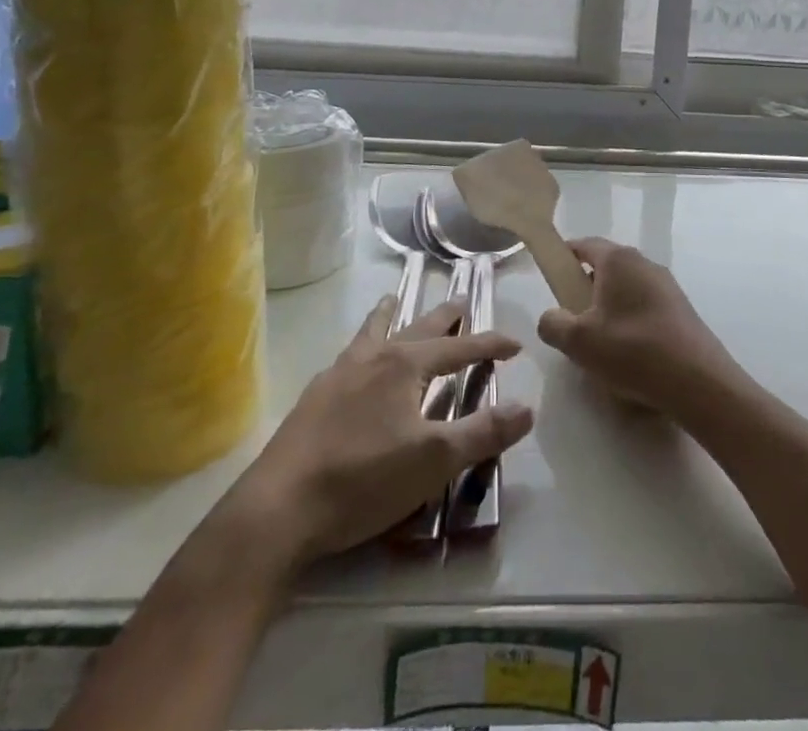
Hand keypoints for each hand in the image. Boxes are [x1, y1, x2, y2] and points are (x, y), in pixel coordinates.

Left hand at [202, 299, 534, 573]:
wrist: (279, 509)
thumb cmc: (363, 479)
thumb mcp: (434, 460)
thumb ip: (483, 432)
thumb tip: (528, 407)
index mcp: (405, 364)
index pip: (459, 346)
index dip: (490, 344)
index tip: (516, 344)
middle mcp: (373, 357)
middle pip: (417, 326)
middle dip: (444, 314)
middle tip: (461, 298)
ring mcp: (339, 374)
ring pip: (373, 331)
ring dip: (390, 314)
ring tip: (393, 299)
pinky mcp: (314, 398)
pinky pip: (348, 354)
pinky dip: (362, 343)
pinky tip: (355, 358)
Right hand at [537, 239, 740, 417]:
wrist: (698, 380)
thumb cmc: (632, 350)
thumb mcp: (578, 341)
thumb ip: (553, 324)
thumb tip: (552, 317)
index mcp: (618, 260)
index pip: (584, 245)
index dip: (564, 257)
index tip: (552, 278)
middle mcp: (644, 263)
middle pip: (606, 267)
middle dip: (586, 288)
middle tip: (572, 319)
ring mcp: (666, 285)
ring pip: (626, 288)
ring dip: (609, 308)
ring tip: (600, 343)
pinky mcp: (680, 309)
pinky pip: (645, 306)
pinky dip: (631, 321)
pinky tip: (629, 354)